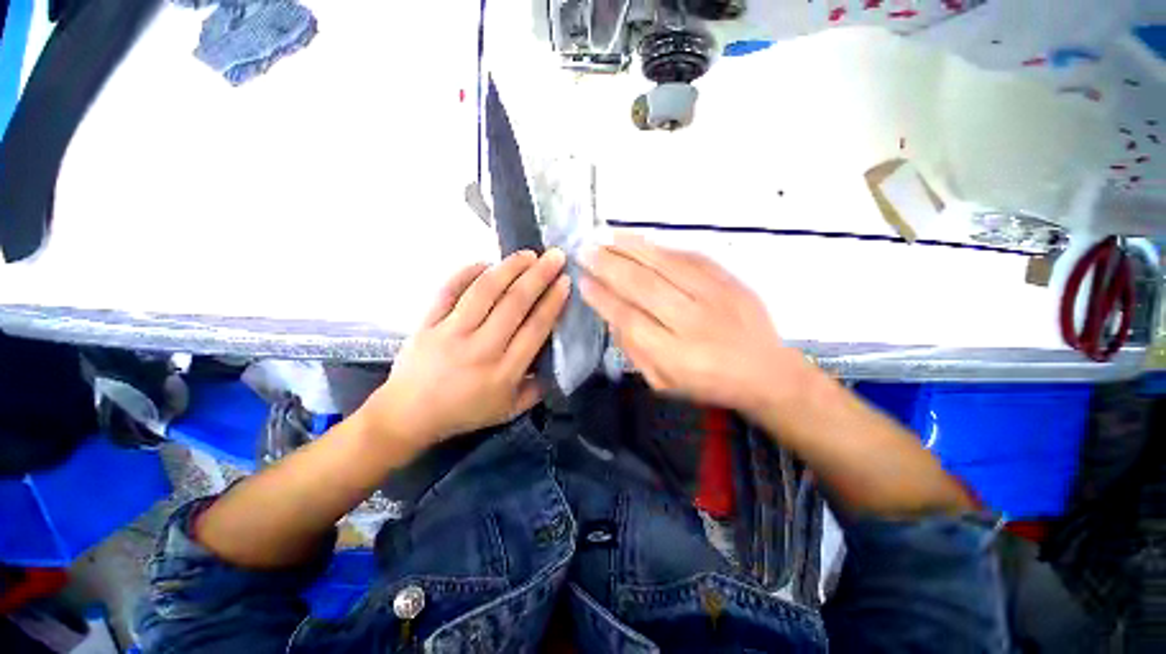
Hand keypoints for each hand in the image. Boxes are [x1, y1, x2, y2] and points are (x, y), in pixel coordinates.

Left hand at [355, 249, 569, 450]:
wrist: (408, 415)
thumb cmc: (464, 413)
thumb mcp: (509, 410)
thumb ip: (537, 389)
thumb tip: (556, 361)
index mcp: (504, 372)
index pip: (535, 328)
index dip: (553, 302)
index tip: (565, 281)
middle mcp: (480, 348)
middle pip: (514, 303)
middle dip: (539, 276)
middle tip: (554, 256)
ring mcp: (450, 333)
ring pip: (484, 291)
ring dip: (509, 268)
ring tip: (528, 254)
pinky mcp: (427, 323)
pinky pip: (448, 290)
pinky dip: (467, 272)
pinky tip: (485, 263)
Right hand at [580, 233, 808, 417]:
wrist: (767, 372)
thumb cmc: (709, 383)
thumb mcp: (664, 382)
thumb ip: (635, 351)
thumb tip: (612, 316)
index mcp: (675, 355)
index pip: (629, 319)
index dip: (602, 298)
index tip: (583, 282)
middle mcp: (692, 321)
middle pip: (643, 286)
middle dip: (609, 266)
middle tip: (585, 252)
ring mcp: (714, 296)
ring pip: (665, 264)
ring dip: (630, 248)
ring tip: (605, 237)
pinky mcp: (729, 280)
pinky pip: (689, 256)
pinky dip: (660, 247)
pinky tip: (640, 240)